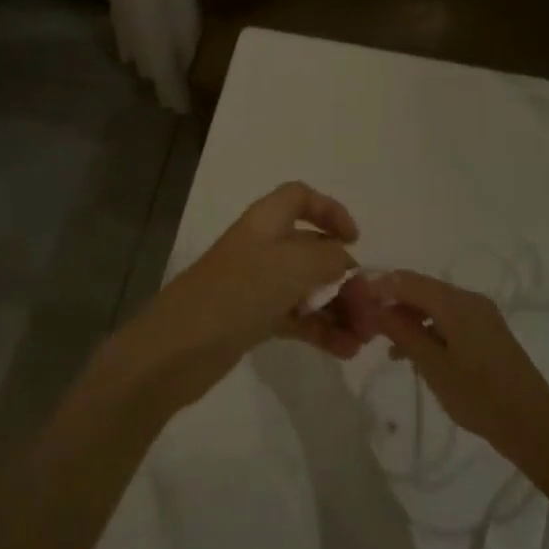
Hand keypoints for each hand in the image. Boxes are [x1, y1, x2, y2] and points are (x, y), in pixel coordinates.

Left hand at [122, 182, 376, 407]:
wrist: (178, 347)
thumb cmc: (239, 292)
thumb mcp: (294, 265)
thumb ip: (330, 259)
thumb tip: (347, 263)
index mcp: (266, 222)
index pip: (299, 197)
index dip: (330, 211)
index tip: (354, 239)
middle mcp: (262, 247)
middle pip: (311, 249)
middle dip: (344, 276)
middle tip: (370, 308)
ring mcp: (256, 284)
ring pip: (307, 288)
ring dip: (338, 309)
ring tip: (364, 339)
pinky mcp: (252, 318)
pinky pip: (296, 317)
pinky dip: (320, 330)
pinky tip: (345, 351)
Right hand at [368, 271, 548, 461]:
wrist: (533, 424)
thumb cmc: (479, 396)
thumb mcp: (433, 365)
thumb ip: (402, 332)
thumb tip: (373, 307)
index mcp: (456, 302)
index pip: (407, 280)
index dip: (378, 287)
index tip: (354, 305)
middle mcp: (469, 299)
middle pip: (421, 289)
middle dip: (392, 303)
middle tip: (366, 326)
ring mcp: (481, 314)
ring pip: (434, 305)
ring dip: (408, 318)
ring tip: (385, 344)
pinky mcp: (486, 331)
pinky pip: (448, 318)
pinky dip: (428, 328)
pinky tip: (412, 353)